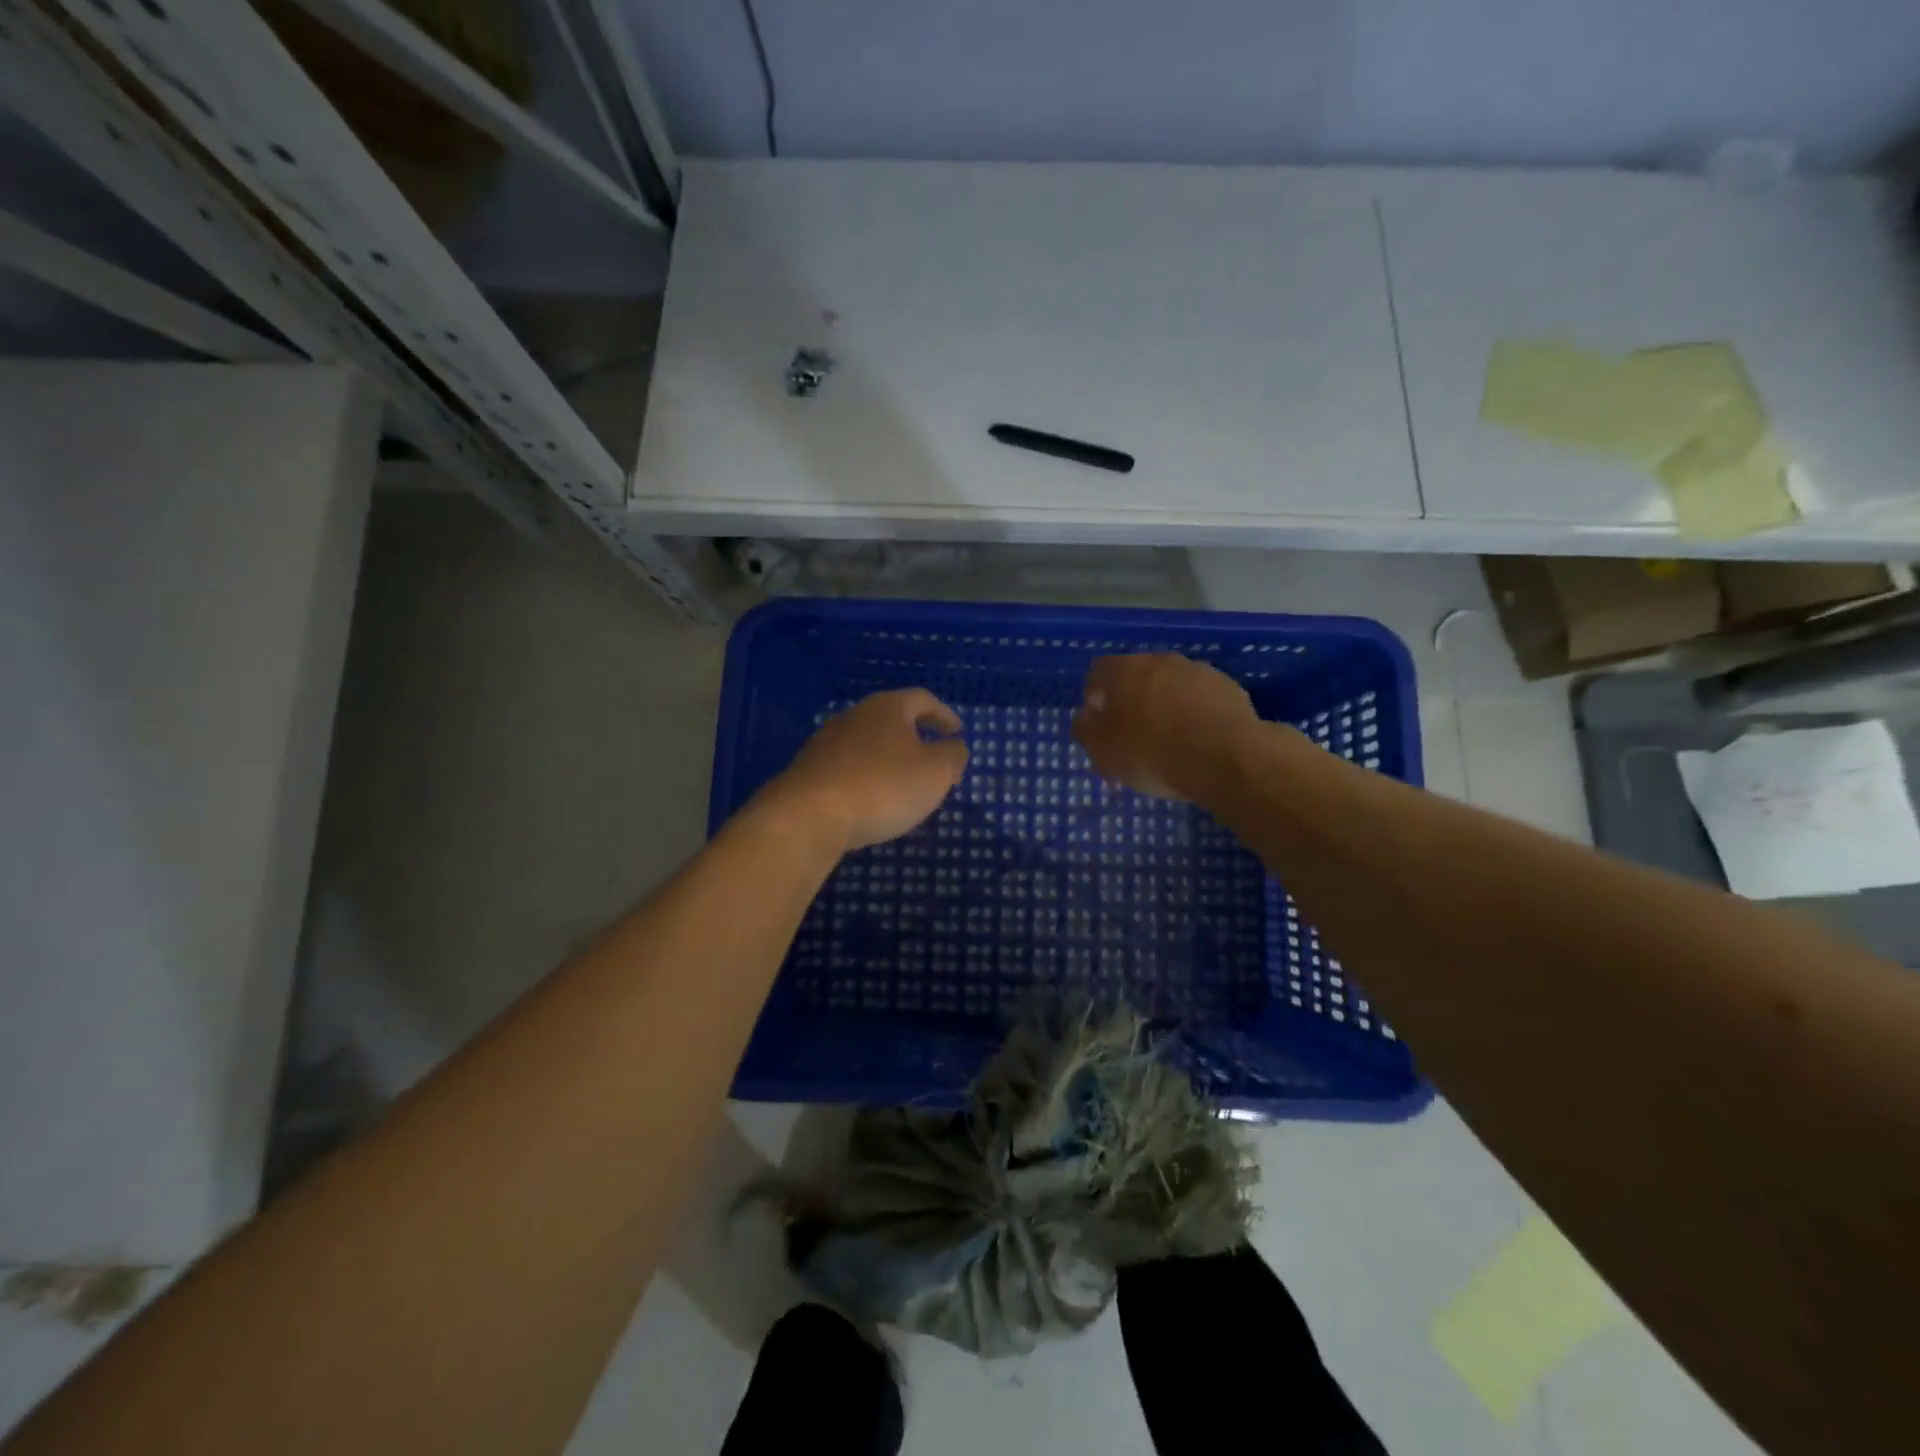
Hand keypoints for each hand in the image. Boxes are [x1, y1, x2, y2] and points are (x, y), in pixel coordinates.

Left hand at [761, 689, 968, 851]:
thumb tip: (954, 746)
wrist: (808, 816)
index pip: (923, 700)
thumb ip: (952, 756)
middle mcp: (855, 716)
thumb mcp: (936, 773)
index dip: (944, 715)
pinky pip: (849, 768)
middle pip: (892, 720)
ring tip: (905, 785)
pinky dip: (867, 779)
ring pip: (869, 745)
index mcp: (888, 708)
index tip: (957, 731)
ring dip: (890, 760)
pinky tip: (872, 802)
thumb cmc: (883, 787)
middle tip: (934, 760)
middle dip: (916, 737)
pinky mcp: (810, 770)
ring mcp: (827, 742)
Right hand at [1072, 653, 1258, 802]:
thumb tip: (1084, 718)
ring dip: (1164, 707)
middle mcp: (1160, 661)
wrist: (1228, 759)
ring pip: (1170, 687)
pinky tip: (1196, 743)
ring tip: (1168, 743)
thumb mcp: (1105, 753)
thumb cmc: (1154, 754)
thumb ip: (1087, 731)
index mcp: (1124, 670)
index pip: (1098, 672)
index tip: (1098, 726)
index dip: (1094, 697)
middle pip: (1136, 677)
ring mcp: (1198, 671)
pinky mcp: (1228, 688)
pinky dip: (1193, 715)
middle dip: (1131, 703)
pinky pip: (1200, 699)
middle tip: (1131, 737)